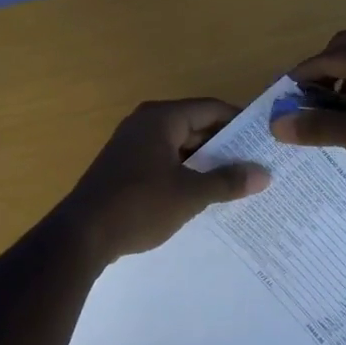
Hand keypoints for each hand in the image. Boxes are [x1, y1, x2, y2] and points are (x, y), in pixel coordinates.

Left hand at [59, 99, 270, 260]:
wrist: (81, 236)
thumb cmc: (138, 205)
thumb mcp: (189, 195)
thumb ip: (227, 182)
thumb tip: (263, 174)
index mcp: (161, 118)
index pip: (210, 109)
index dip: (239, 122)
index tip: (264, 138)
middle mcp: (146, 123)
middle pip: (195, 125)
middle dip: (225, 145)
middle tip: (257, 162)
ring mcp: (132, 145)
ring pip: (180, 145)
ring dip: (206, 161)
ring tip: (238, 179)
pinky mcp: (125, 167)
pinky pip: (165, 161)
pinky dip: (186, 171)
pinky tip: (204, 192)